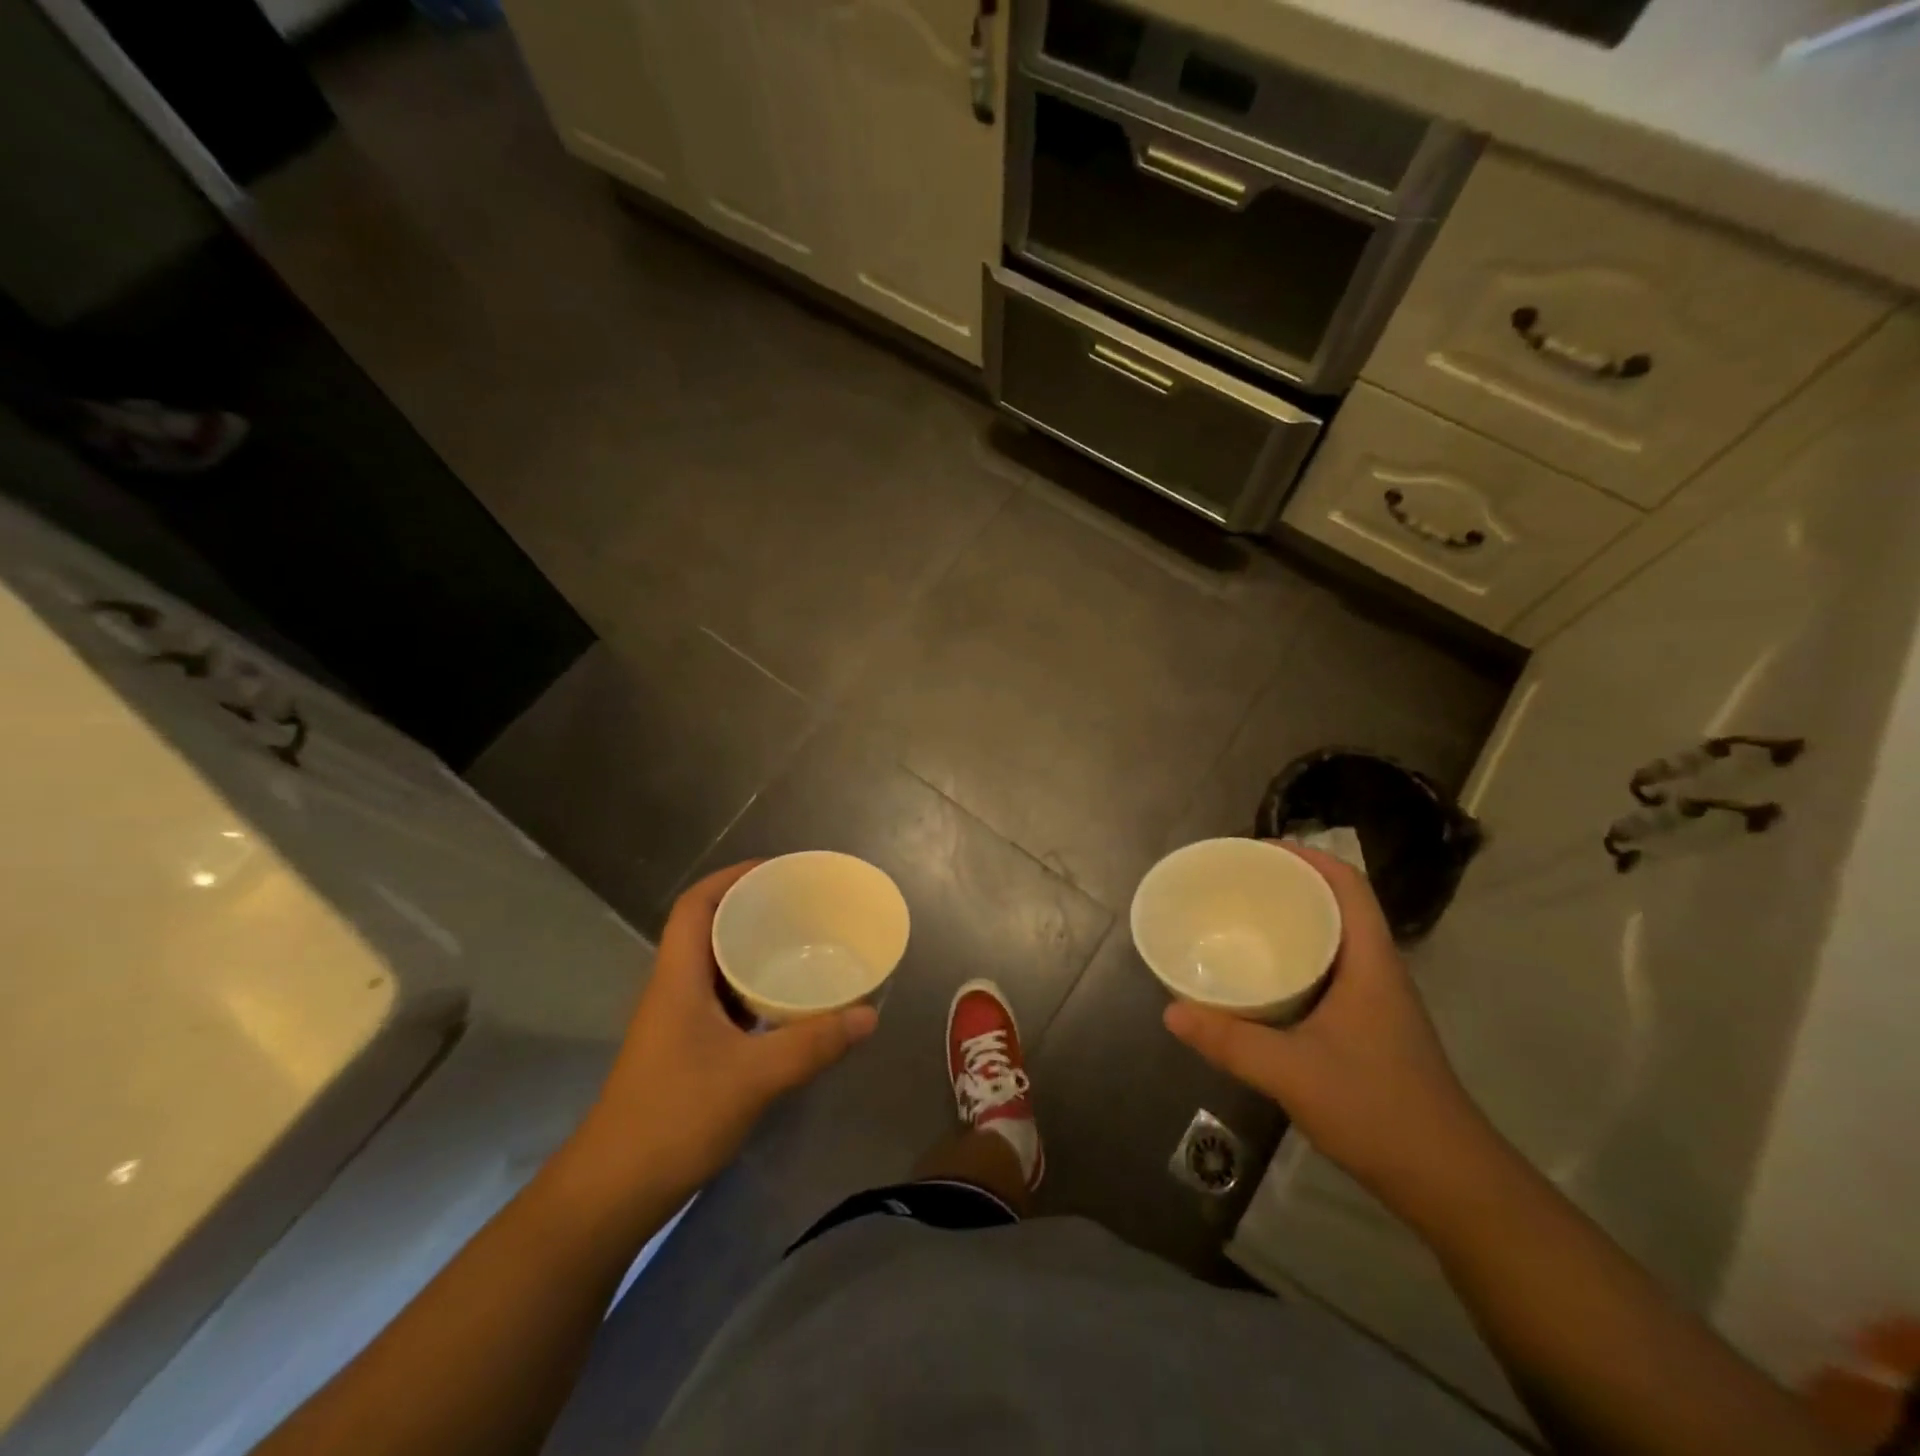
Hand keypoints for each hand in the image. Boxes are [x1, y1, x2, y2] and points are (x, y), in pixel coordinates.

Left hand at [579, 862, 878, 1198]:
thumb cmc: (674, 1117)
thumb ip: (812, 1043)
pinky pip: (724, 1002)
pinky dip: (754, 991)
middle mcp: (674, 989)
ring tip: (802, 945)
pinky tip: (787, 1005)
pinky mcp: (686, 1051)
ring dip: (753, 951)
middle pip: (709, 929)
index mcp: (678, 977)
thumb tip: (869, 1014)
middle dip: (752, 909)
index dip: (732, 877)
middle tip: (802, 906)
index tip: (777, 870)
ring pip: (717, 967)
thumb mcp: (753, 1077)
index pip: (696, 905)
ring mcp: (677, 1022)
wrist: (613, 1192)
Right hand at [1163, 843, 1491, 1213]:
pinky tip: (1263, 980)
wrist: (1449, 1182)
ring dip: (1294, 922)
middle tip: (1236, 884)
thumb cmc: (1378, 1110)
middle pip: (1338, 905)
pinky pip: (1329, 972)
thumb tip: (1171, 1011)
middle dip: (1290, 885)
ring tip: (1242, 921)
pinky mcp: (1369, 1029)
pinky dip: (1296, 960)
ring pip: (1334, 940)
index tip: (1258, 851)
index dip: (1307, 857)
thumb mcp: (1292, 1072)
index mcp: (1370, 962)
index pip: (1347, 886)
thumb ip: (1230, 1041)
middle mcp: (1377, 971)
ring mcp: (1377, 1002)